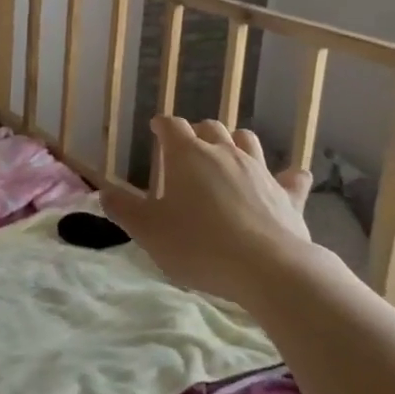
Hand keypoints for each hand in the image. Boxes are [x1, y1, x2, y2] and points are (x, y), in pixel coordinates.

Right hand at [103, 118, 316, 305]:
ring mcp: (260, 170)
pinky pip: (290, 177)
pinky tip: (288, 179)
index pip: (172, 126)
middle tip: (188, 147)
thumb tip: (104, 192)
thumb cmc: (198, 245)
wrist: (266, 268)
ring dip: (235, 142)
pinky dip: (286, 176)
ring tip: (228, 155)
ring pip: (247, 141)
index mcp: (188, 156)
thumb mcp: (149, 231)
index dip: (163, 125)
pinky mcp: (287, 195)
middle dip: (198, 132)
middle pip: (211, 127)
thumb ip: (124, 210)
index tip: (157, 128)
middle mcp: (225, 153)